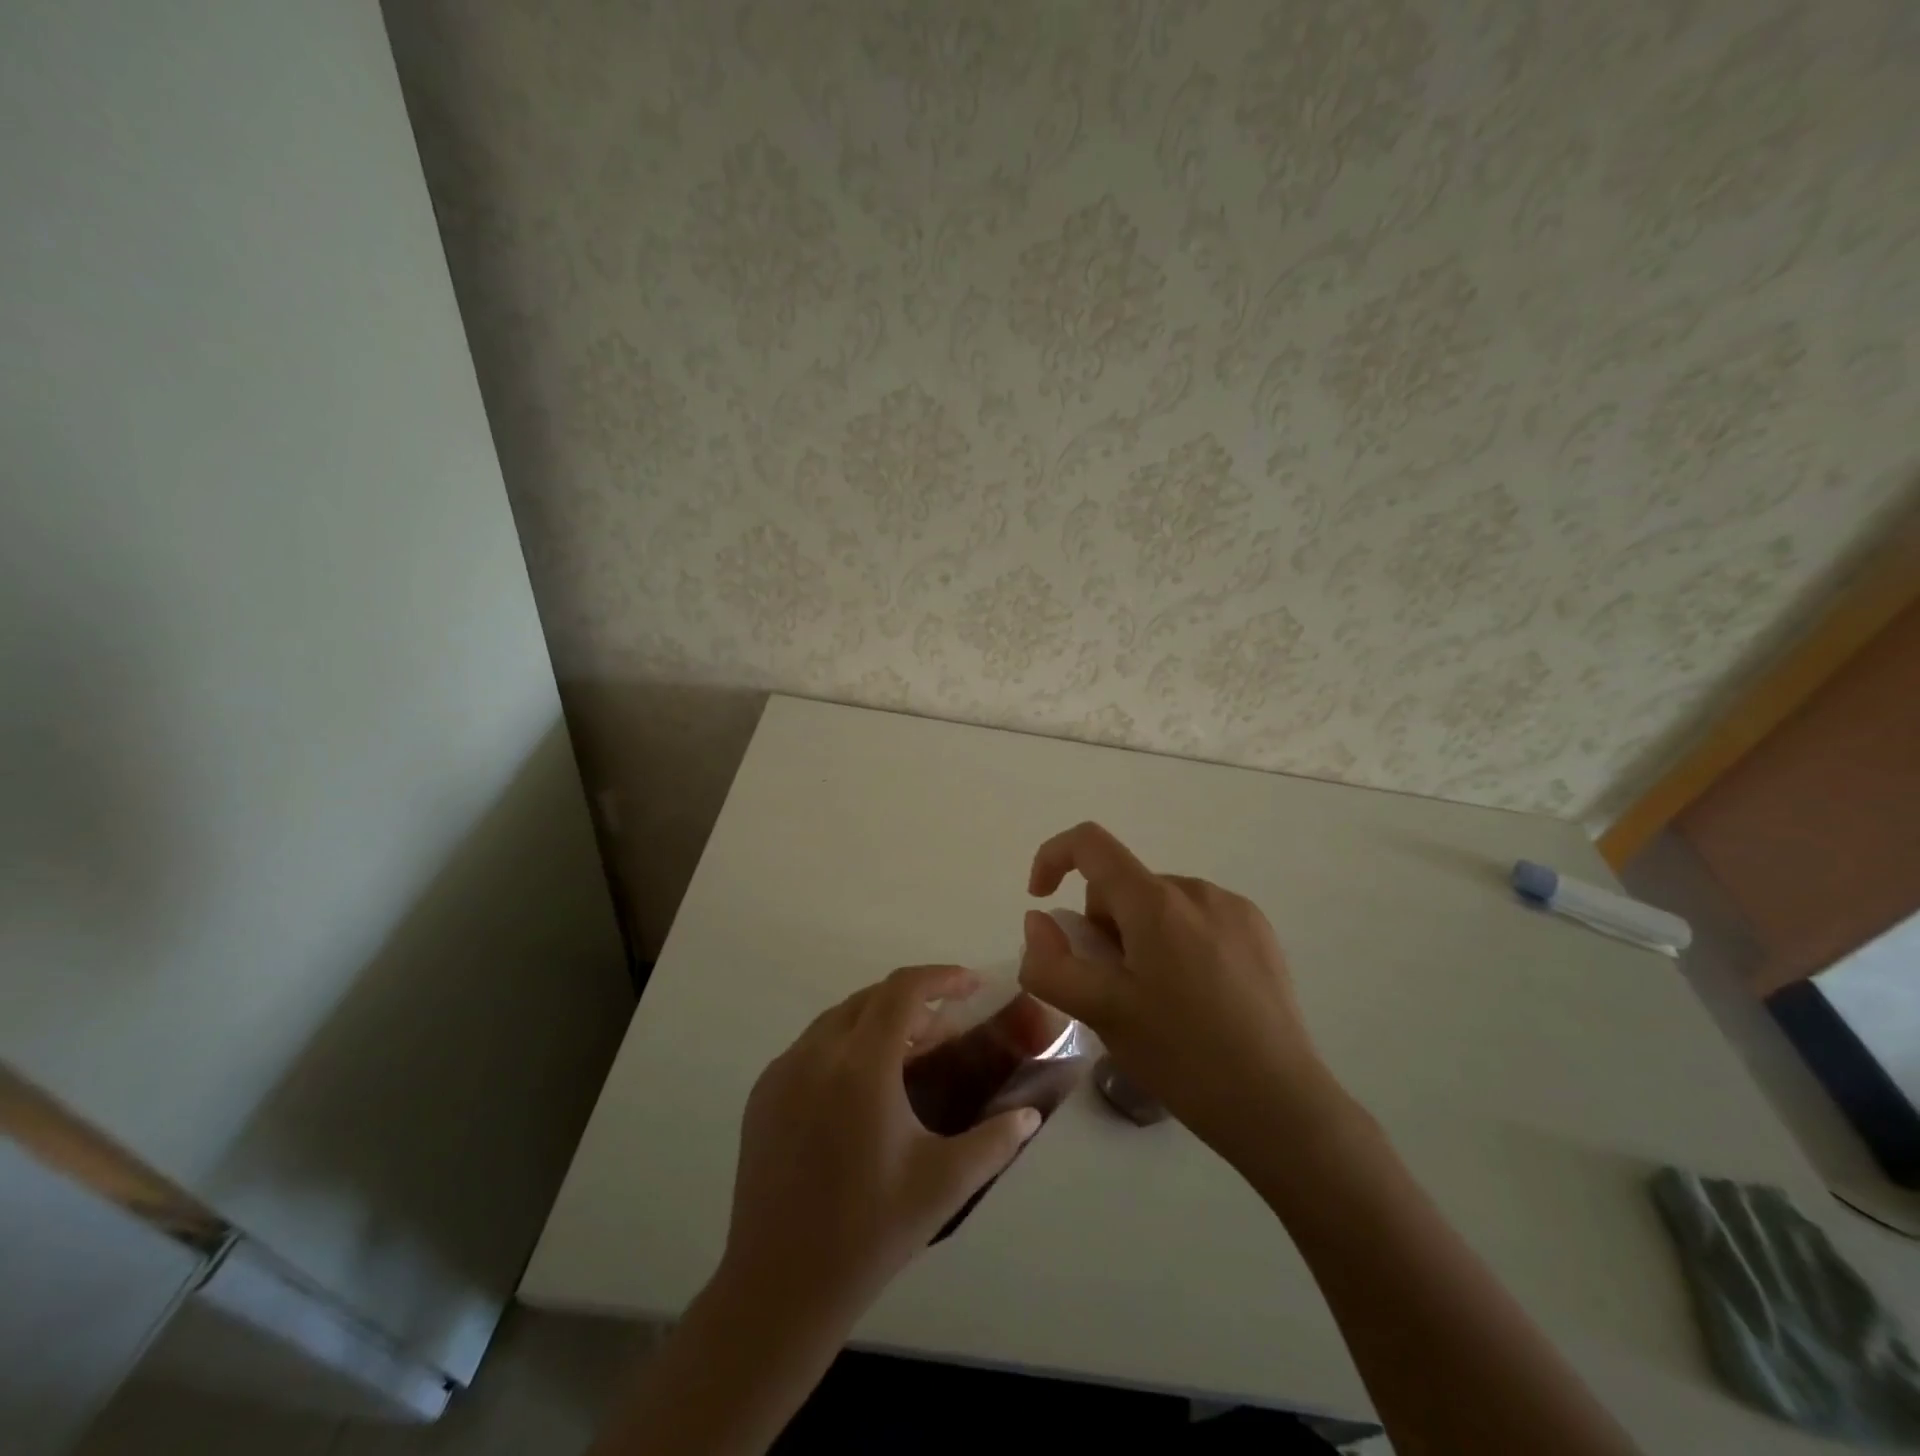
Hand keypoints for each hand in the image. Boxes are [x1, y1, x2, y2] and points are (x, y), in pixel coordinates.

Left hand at [720, 964, 1041, 1325]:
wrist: (779, 1288)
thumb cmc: (870, 1232)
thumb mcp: (944, 1184)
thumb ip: (995, 1141)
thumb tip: (1030, 1114)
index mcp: (861, 1067)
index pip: (903, 991)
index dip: (941, 978)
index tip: (972, 985)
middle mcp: (816, 1054)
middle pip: (871, 998)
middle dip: (914, 1002)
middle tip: (947, 1031)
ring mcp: (782, 1071)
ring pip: (839, 1019)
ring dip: (879, 1021)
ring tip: (910, 1056)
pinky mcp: (763, 1093)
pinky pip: (811, 1046)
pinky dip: (845, 1044)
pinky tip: (864, 1086)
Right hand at [1017, 822, 1348, 1167]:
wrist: (1280, 1105)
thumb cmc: (1182, 1056)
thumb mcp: (1101, 1014)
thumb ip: (1052, 964)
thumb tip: (1039, 921)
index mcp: (1156, 902)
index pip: (1090, 844)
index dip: (1053, 858)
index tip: (1041, 901)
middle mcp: (1196, 890)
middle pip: (1124, 885)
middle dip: (1103, 925)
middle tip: (1112, 988)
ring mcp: (1234, 908)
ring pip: (1159, 904)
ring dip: (1140, 936)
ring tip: (1157, 1000)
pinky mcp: (1260, 932)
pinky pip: (1197, 918)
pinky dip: (1178, 942)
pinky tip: (1196, 998)